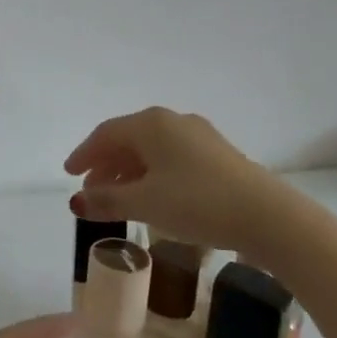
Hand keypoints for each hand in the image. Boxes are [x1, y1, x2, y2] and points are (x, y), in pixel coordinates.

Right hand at [64, 106, 266, 251]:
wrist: (268, 216)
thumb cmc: (197, 203)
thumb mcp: (146, 204)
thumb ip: (107, 200)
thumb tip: (75, 202)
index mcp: (151, 124)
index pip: (106, 134)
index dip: (84, 154)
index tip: (69, 174)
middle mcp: (173, 121)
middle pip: (129, 139)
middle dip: (106, 165)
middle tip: (91, 191)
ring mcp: (199, 136)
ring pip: (152, 150)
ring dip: (130, 172)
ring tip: (119, 199)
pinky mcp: (218, 155)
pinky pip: (172, 158)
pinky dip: (153, 174)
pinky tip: (155, 197)